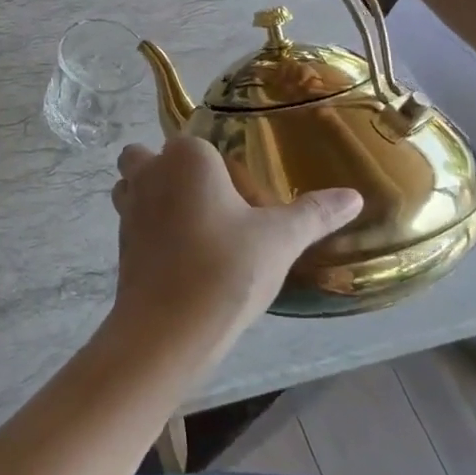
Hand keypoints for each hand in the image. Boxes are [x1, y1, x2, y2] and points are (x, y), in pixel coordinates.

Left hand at [108, 138, 361, 358]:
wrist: (168, 329)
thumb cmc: (226, 269)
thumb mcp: (280, 240)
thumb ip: (314, 214)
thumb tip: (355, 196)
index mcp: (187, 157)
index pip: (200, 145)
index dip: (219, 169)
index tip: (244, 202)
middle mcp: (150, 172)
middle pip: (150, 155)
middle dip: (170, 170)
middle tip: (210, 204)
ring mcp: (129, 206)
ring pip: (132, 185)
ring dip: (152, 195)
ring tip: (192, 228)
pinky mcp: (120, 241)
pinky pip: (132, 220)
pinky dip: (149, 229)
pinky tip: (181, 256)